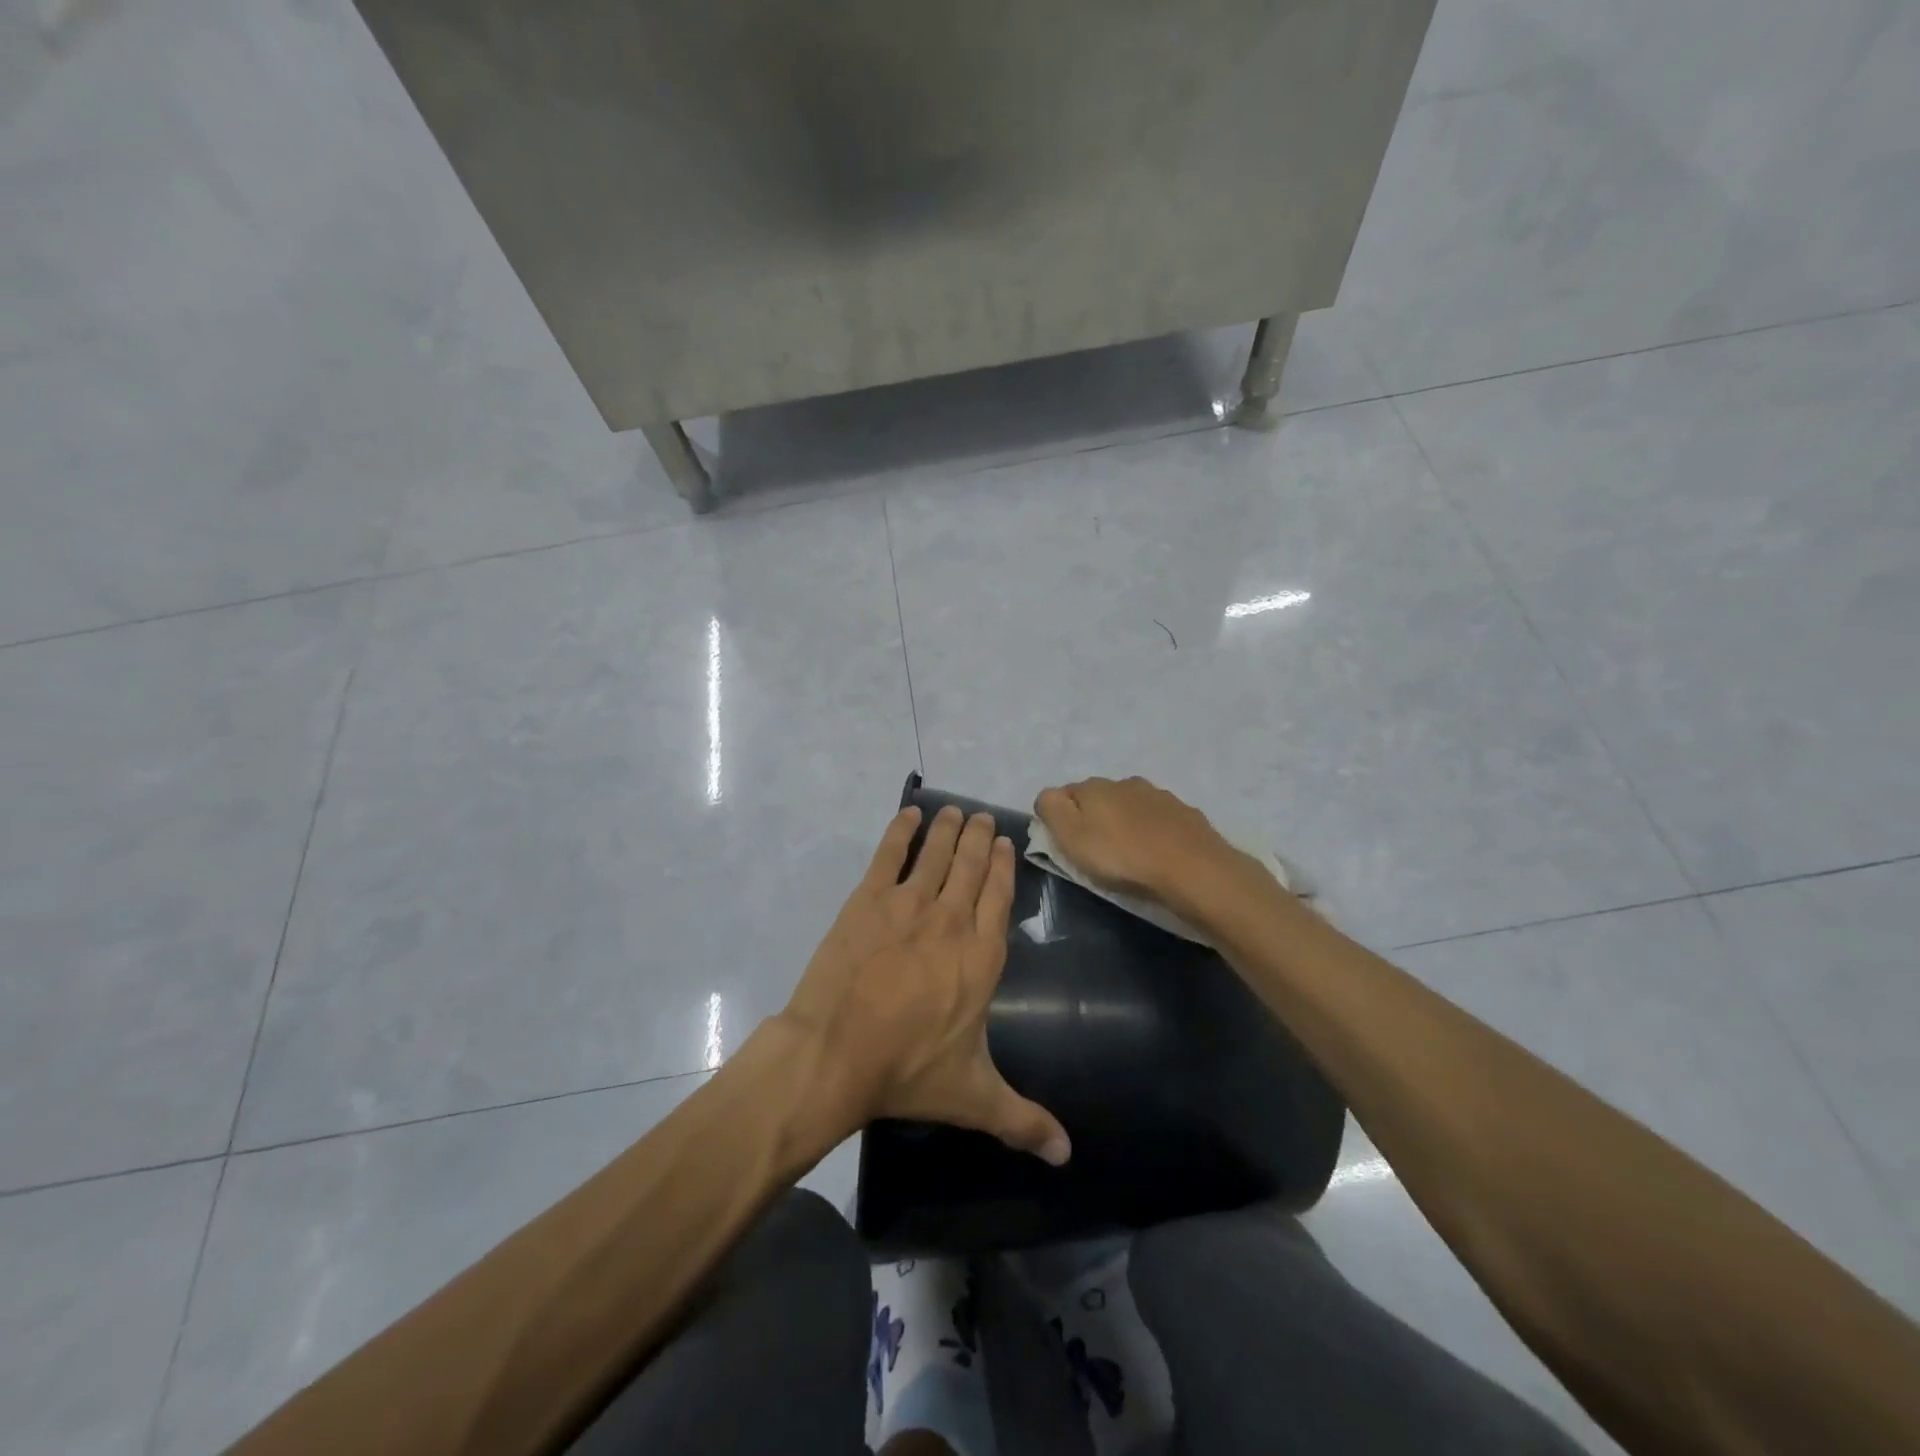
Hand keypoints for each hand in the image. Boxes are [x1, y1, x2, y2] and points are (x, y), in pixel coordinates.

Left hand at [780, 805, 1070, 1165]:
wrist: (835, 1053)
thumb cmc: (908, 1070)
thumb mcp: (974, 1097)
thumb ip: (1023, 1120)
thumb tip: (1068, 1155)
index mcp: (981, 956)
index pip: (999, 897)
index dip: (1003, 867)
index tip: (1005, 843)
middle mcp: (950, 920)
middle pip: (969, 866)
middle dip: (978, 838)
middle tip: (982, 816)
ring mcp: (907, 905)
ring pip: (934, 854)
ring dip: (947, 829)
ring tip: (955, 811)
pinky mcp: (867, 901)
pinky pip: (887, 855)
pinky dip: (899, 831)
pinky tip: (907, 814)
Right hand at [1033, 775, 1253, 912]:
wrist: (1192, 869)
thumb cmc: (1122, 857)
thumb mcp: (1072, 837)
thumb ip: (1051, 809)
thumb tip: (1047, 796)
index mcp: (1094, 787)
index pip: (1064, 793)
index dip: (1059, 817)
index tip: (1063, 844)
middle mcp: (1125, 782)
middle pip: (1098, 797)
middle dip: (1093, 817)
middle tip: (1095, 850)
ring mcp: (1159, 795)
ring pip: (1130, 805)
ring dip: (1124, 822)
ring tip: (1128, 852)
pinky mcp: (1185, 813)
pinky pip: (1158, 819)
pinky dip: (1152, 831)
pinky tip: (1157, 851)